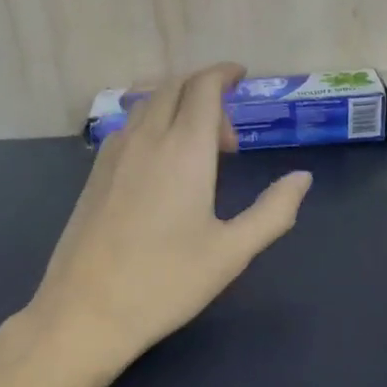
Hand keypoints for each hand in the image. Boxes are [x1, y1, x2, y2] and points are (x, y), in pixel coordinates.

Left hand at [24, 63, 312, 374]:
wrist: (85, 313)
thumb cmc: (166, 283)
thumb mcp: (232, 252)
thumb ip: (273, 211)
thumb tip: (302, 178)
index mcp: (184, 150)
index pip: (203, 88)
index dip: (224, 73)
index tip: (242, 76)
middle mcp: (145, 139)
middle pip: (173, 86)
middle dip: (204, 91)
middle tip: (229, 136)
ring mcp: (113, 154)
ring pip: (147, 104)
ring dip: (177, 107)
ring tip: (199, 151)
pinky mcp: (94, 174)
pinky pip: (128, 126)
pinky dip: (153, 123)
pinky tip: (163, 166)